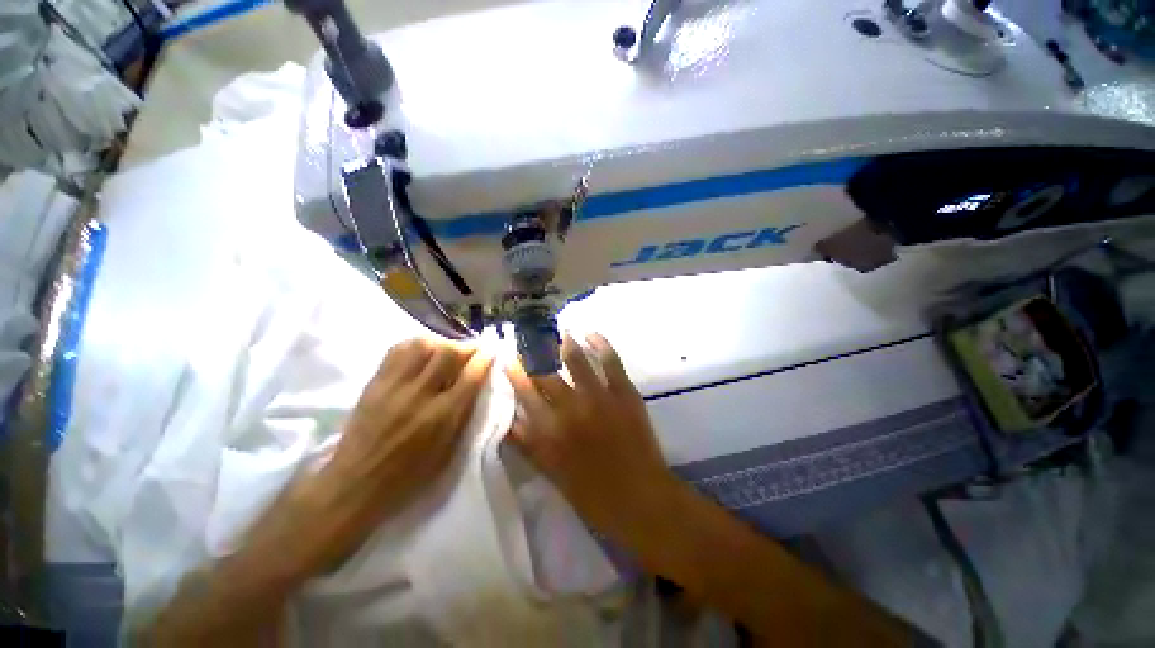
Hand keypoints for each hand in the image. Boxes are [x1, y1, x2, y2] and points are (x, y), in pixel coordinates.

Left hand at [330, 337, 492, 504]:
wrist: (355, 483)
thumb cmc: (410, 475)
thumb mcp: (449, 451)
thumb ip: (465, 414)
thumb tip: (478, 383)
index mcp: (442, 417)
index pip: (471, 375)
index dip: (485, 359)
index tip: (492, 351)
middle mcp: (419, 395)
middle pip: (447, 353)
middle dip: (466, 347)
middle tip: (472, 350)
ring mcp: (393, 386)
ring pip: (422, 345)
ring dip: (441, 343)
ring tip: (447, 351)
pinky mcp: (375, 382)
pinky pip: (398, 350)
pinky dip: (416, 345)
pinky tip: (423, 353)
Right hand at [504, 333, 680, 547]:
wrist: (641, 499)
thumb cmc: (593, 495)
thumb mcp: (551, 474)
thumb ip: (528, 445)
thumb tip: (510, 420)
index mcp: (549, 431)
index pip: (523, 391)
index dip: (514, 372)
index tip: (509, 358)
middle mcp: (569, 407)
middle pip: (545, 372)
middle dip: (534, 354)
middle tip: (531, 342)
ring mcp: (598, 396)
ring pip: (575, 359)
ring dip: (564, 342)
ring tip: (560, 332)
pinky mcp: (623, 391)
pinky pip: (609, 360)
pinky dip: (600, 343)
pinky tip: (591, 333)